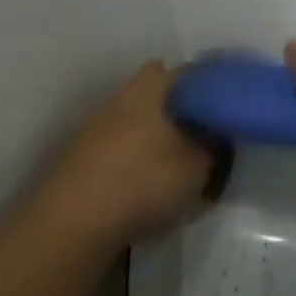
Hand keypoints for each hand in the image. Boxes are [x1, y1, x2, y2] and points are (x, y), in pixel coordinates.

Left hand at [23, 61, 213, 253]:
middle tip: (203, 136)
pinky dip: (133, 159)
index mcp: (149, 90)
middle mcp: (118, 99)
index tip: (223, 105)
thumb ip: (213, 145)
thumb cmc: (143, 182)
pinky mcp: (78, 157)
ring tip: (177, 165)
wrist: (72, 224)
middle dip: (179, 112)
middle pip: (156, 95)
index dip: (206, 85)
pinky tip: (145, 184)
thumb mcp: (197, 166)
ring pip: (135, 121)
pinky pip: (117, 148)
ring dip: (155, 137)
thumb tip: (217, 133)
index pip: (184, 71)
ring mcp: (93, 127)